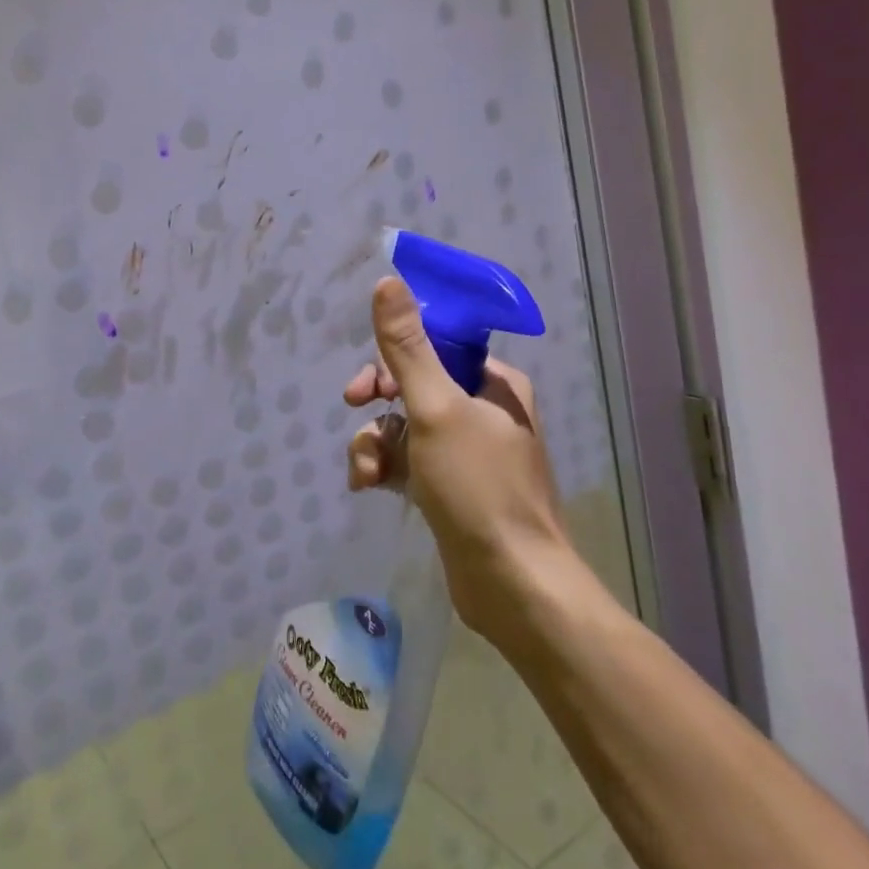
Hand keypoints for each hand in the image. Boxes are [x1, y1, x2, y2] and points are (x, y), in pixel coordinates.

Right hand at [343, 276, 575, 643]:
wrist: (513, 586)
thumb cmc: (478, 487)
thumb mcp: (435, 408)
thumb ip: (406, 347)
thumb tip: (387, 281)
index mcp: (493, 383)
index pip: (434, 348)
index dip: (392, 360)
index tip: (364, 386)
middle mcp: (483, 411)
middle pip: (413, 387)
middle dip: (378, 405)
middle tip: (355, 412)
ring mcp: (467, 452)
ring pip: (404, 427)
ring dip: (376, 443)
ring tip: (366, 473)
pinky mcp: (451, 488)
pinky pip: (407, 461)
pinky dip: (385, 468)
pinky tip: (368, 487)